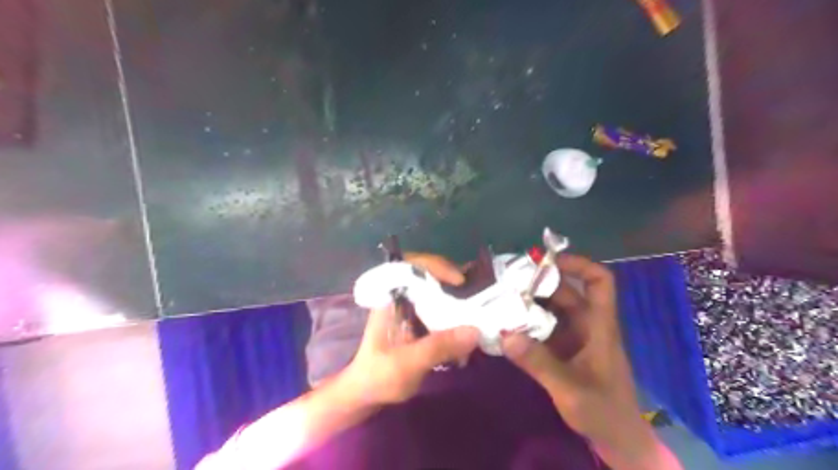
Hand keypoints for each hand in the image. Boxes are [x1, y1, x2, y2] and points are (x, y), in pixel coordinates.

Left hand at [343, 254, 480, 405]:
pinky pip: (439, 309)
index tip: (459, 281)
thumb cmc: (378, 376)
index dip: (435, 265)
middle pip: (428, 275)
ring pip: (436, 291)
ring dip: (457, 298)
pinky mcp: (417, 321)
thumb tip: (475, 330)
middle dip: (454, 282)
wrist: (365, 395)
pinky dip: (455, 314)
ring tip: (479, 309)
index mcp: (389, 298)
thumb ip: (438, 346)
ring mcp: (409, 308)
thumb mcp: (407, 364)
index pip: (410, 264)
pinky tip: (468, 328)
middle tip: (478, 295)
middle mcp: (400, 297)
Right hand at [500, 253, 658, 465]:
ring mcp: (575, 337)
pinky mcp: (564, 349)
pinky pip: (544, 327)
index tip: (547, 261)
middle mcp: (587, 325)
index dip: (578, 264)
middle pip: (567, 292)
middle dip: (540, 283)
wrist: (617, 441)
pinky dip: (527, 322)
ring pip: (552, 308)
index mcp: (600, 326)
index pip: (599, 281)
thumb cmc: (603, 412)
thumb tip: (505, 334)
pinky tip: (507, 324)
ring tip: (501, 297)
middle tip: (507, 281)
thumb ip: (539, 362)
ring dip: (530, 302)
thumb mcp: (570, 389)